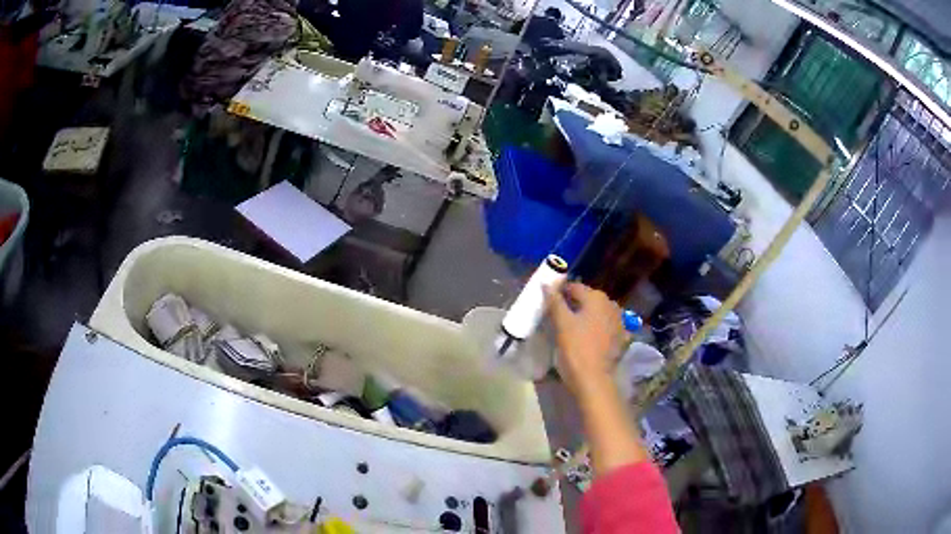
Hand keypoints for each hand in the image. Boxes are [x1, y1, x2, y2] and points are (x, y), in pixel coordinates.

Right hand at [545, 283, 624, 396]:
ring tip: (573, 328)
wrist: (594, 379)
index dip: (561, 293)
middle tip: (559, 317)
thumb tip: (547, 285)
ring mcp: (619, 321)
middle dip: (575, 305)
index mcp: (597, 298)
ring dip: (587, 316)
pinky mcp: (621, 337)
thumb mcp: (561, 323)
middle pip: (588, 299)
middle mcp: (611, 305)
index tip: (550, 303)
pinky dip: (598, 328)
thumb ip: (554, 301)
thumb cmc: (576, 348)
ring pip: (598, 313)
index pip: (575, 287)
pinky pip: (607, 326)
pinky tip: (590, 337)